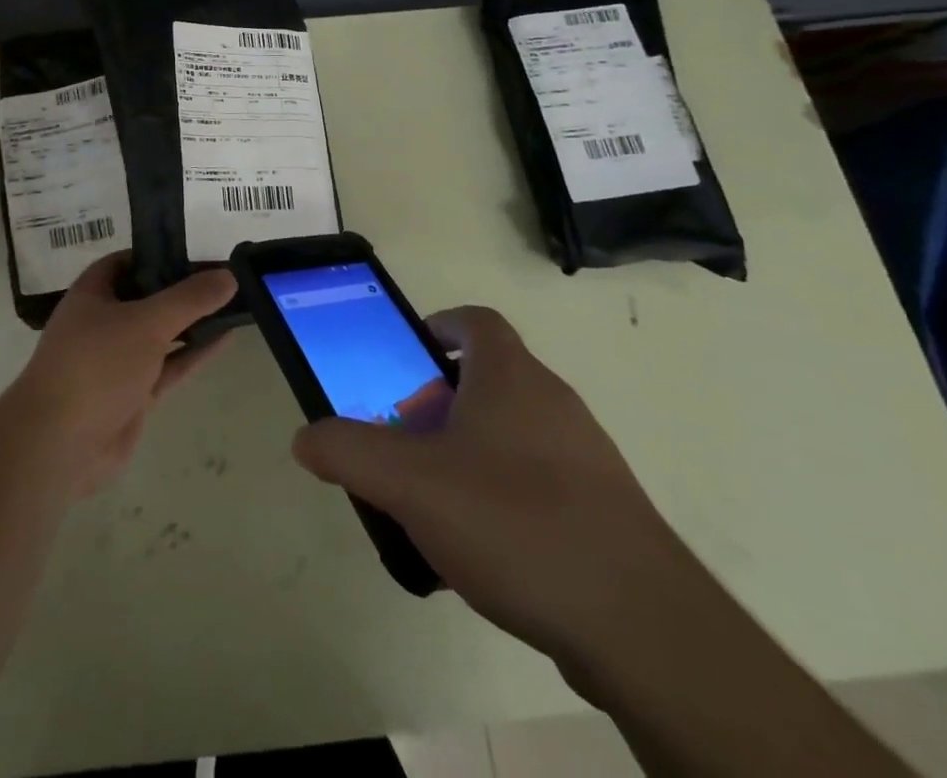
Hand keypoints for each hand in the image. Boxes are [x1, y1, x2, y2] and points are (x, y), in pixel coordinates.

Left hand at [13, 253, 236, 495]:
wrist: (61, 445)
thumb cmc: (97, 365)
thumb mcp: (146, 322)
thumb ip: (190, 299)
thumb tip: (229, 275)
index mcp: (93, 293)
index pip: (127, 261)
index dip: (159, 253)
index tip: (198, 251)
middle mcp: (103, 322)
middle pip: (148, 297)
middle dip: (182, 289)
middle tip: (225, 277)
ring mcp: (118, 360)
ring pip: (162, 333)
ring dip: (193, 321)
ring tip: (234, 304)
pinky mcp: (134, 393)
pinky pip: (169, 364)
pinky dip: (195, 352)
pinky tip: (226, 338)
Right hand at [291, 306, 699, 667]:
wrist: (640, 624)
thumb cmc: (515, 522)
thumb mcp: (410, 483)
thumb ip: (349, 452)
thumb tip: (306, 437)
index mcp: (511, 376)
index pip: (475, 321)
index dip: (437, 329)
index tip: (405, 362)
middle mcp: (552, 401)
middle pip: (487, 379)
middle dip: (439, 403)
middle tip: (405, 442)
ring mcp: (585, 456)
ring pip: (512, 433)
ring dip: (468, 453)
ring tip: (434, 503)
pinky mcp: (604, 510)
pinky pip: (538, 483)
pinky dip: (503, 497)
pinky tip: (483, 552)